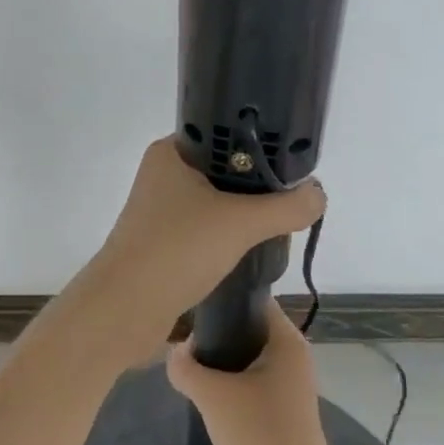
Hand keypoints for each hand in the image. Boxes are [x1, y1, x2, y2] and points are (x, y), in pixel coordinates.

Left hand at [94, 137, 324, 325]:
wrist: (125, 309)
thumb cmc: (177, 250)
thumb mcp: (241, 223)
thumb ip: (285, 207)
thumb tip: (318, 195)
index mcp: (171, 153)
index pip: (224, 135)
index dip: (260, 146)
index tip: (294, 164)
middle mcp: (163, 175)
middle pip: (225, 171)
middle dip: (258, 186)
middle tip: (292, 200)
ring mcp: (161, 212)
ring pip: (216, 204)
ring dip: (244, 215)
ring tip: (278, 226)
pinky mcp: (164, 243)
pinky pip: (205, 231)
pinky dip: (228, 237)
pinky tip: (251, 250)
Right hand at [166, 300, 338, 444]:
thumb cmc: (258, 432)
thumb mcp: (211, 395)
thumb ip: (185, 367)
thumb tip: (175, 352)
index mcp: (285, 338)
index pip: (252, 299)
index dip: (221, 301)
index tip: (192, 310)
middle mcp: (293, 351)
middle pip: (248, 326)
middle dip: (216, 333)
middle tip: (185, 341)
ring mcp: (292, 378)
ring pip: (249, 354)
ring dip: (222, 359)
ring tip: (192, 367)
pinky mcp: (286, 402)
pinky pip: (254, 377)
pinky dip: (233, 379)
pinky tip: (211, 394)